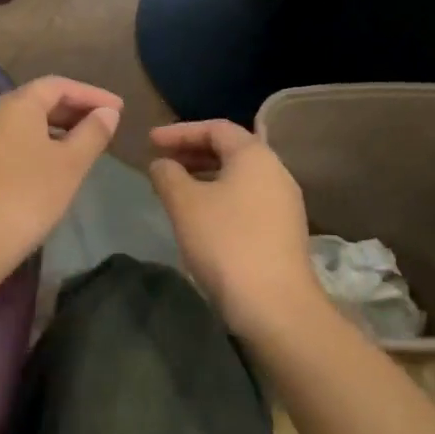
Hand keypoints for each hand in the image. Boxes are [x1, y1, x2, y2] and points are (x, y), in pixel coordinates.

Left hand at [0, 77, 122, 279]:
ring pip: (17, 126)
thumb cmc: (26, 197)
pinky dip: (28, 148)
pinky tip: (41, 171)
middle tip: (101, 126)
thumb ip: (92, 133)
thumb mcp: (70, 165)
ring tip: (76, 149)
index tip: (118, 109)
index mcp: (15, 105)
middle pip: (35, 102)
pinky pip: (2, 146)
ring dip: (50, 131)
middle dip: (71, 111)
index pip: (58, 85)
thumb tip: (107, 112)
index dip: (91, 94)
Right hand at [149, 120, 326, 337]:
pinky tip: (200, 216)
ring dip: (205, 176)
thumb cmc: (226, 242)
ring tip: (176, 188)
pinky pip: (247, 199)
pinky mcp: (284, 230)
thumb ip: (168, 175)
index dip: (180, 131)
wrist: (275, 305)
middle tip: (161, 161)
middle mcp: (276, 172)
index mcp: (255, 156)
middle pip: (231, 150)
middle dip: (192, 152)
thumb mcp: (185, 203)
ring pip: (239, 177)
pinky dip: (220, 196)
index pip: (216, 128)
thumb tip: (162, 163)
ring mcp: (284, 203)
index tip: (150, 141)